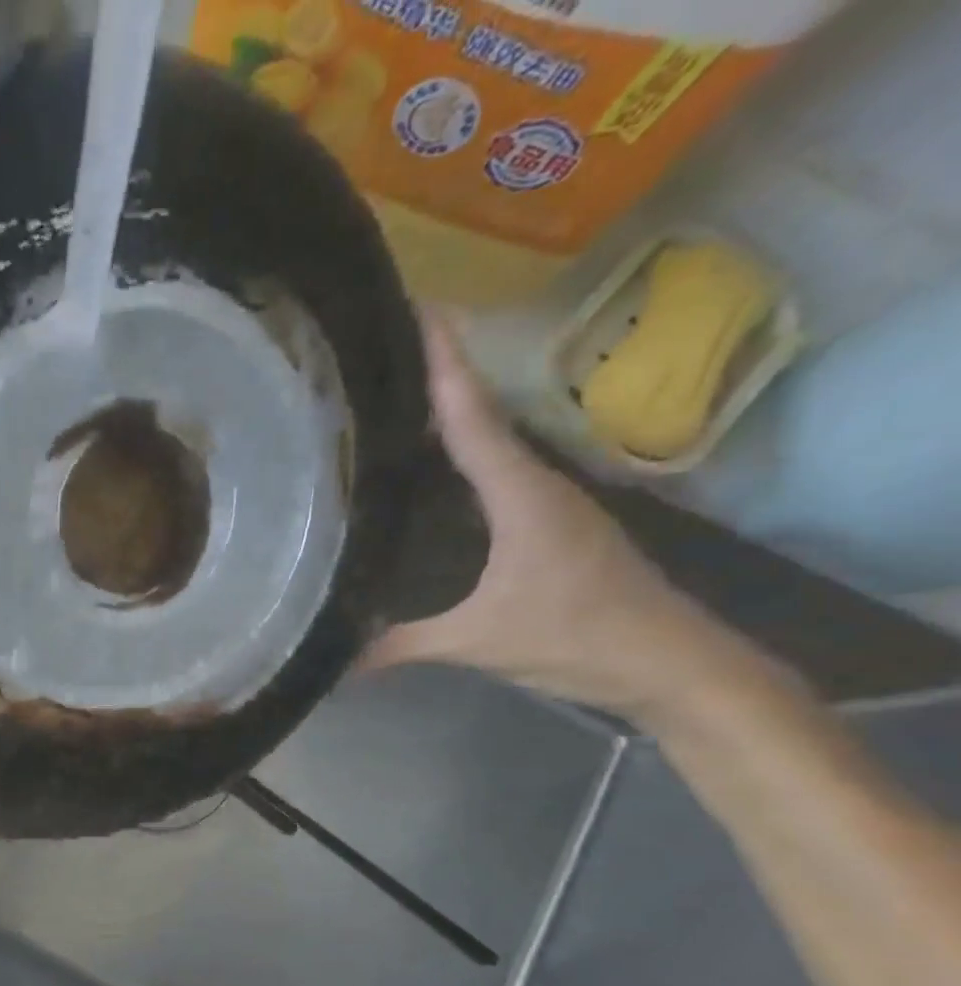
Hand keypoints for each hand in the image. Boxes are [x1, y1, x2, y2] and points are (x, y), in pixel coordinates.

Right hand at [362, 315, 735, 719]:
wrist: (668, 662)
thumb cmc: (577, 637)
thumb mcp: (478, 642)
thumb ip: (401, 644)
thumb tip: (332, 661)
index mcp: (519, 495)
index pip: (471, 417)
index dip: (444, 363)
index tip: (417, 308)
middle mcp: (534, 485)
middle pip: (479, 416)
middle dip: (437, 375)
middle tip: (382, 349)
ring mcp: (546, 504)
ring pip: (489, 444)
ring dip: (449, 416)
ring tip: (394, 399)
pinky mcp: (548, 526)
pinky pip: (493, 476)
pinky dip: (461, 458)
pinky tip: (430, 471)